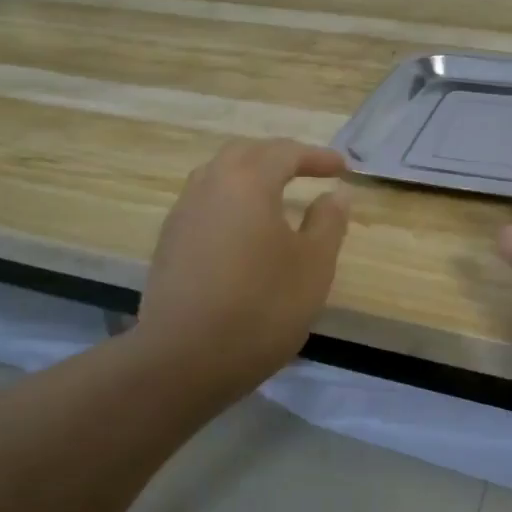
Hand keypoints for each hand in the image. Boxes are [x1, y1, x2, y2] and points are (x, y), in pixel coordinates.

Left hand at [136, 139, 351, 399]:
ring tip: (275, 197)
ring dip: (250, 177)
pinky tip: (244, 232)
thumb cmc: (262, 307)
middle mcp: (208, 187)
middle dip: (279, 157)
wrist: (184, 359)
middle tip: (307, 171)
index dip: (317, 157)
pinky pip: (204, 204)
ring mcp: (182, 215)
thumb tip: (335, 193)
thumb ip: (328, 222)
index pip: (285, 152)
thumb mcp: (313, 266)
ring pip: (218, 177)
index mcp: (247, 183)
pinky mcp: (168, 244)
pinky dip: (230, 203)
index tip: (342, 168)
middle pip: (245, 154)